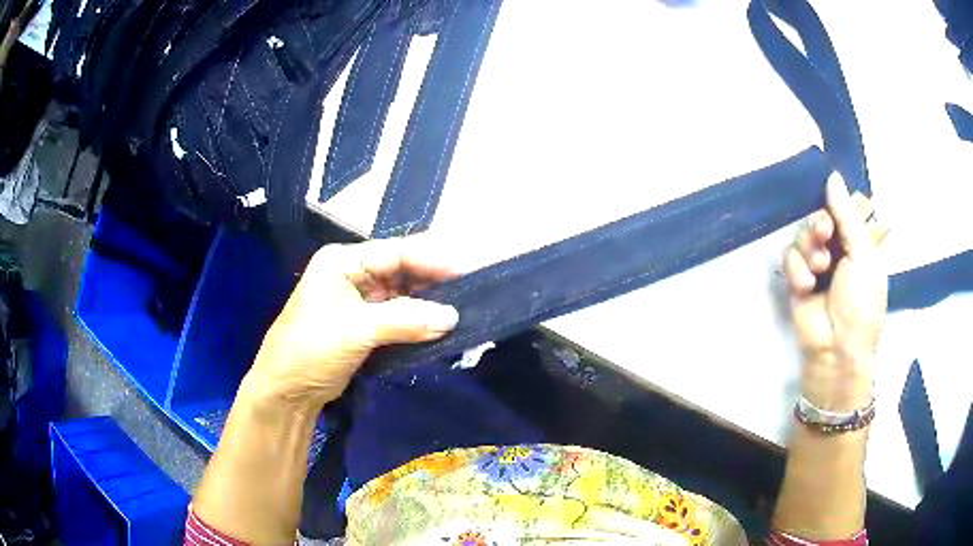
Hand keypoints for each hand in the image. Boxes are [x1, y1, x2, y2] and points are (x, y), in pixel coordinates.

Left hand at [242, 237, 459, 413]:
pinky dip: (418, 321)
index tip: (466, 271)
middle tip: (470, 292)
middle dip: (433, 282)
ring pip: (403, 295)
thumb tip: (453, 317)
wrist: (287, 390)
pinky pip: (399, 316)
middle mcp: (353, 274)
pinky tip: (441, 325)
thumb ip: (405, 320)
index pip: (395, 252)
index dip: (432, 260)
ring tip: (462, 309)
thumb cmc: (312, 348)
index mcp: (343, 261)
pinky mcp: (366, 325)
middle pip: (402, 271)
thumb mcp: (356, 330)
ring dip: (428, 304)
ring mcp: (360, 300)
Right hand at [783, 173, 888, 410]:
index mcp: (860, 240)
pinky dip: (796, 268)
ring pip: (802, 232)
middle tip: (825, 234)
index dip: (840, 202)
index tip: (838, 206)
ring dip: (808, 248)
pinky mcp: (797, 276)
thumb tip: (832, 177)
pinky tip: (806, 286)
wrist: (836, 348)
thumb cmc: (860, 304)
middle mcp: (838, 247)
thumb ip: (848, 215)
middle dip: (820, 223)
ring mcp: (816, 262)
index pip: (846, 206)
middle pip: (820, 214)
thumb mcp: (863, 255)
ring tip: (818, 270)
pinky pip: (788, 255)